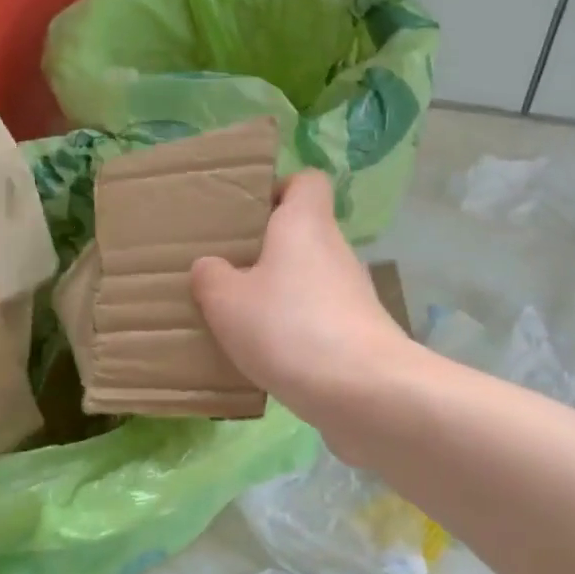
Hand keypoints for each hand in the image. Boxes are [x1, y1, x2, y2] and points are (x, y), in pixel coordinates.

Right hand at [191, 171, 414, 436]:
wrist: (363, 391)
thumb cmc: (288, 328)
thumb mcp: (227, 301)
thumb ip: (211, 277)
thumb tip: (212, 267)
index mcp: (305, 223)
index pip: (306, 181)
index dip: (278, 189)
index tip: (247, 215)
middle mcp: (335, 250)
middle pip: (303, 235)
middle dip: (266, 251)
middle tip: (227, 273)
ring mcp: (352, 294)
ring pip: (309, 280)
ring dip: (280, 295)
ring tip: (239, 320)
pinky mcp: (359, 333)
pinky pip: (319, 319)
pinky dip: (296, 331)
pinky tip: (267, 357)